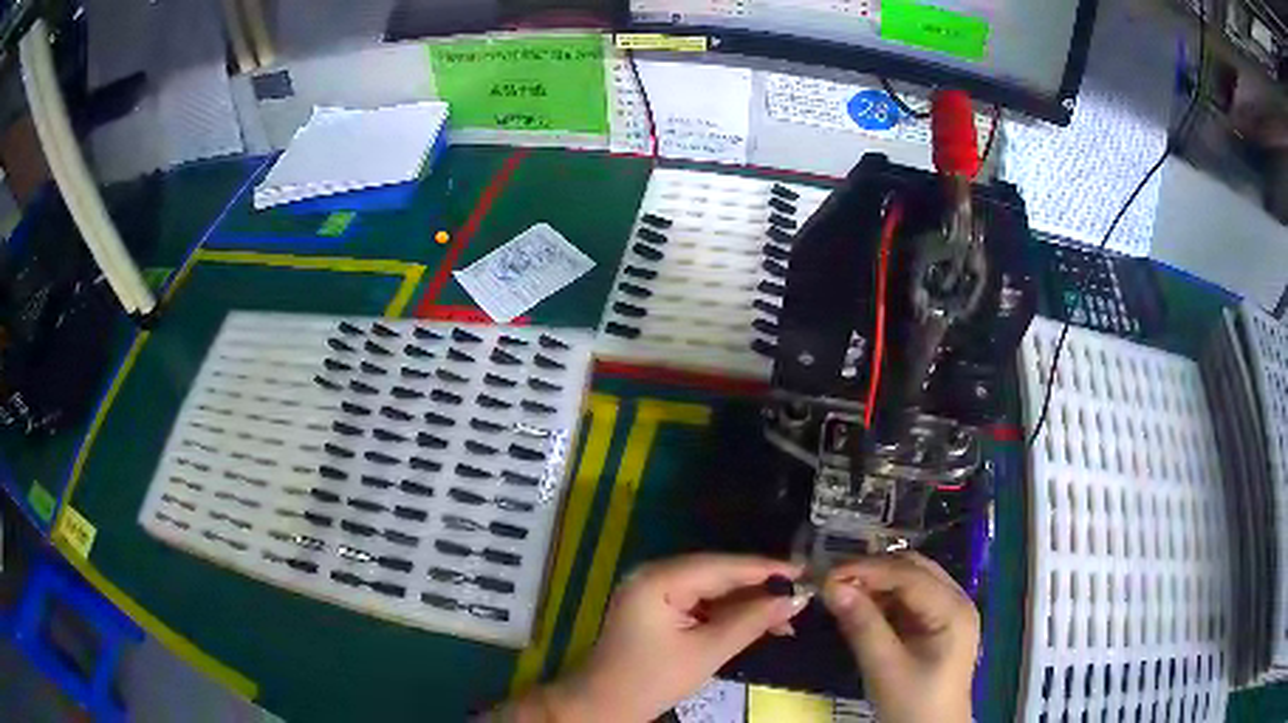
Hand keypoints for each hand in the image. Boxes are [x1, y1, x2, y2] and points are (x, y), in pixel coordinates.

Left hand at [545, 554, 808, 721]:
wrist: (606, 705)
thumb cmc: (652, 680)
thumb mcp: (707, 652)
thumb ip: (752, 621)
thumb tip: (796, 598)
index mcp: (658, 579)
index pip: (722, 566)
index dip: (766, 568)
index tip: (806, 570)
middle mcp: (654, 574)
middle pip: (718, 574)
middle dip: (759, 586)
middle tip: (801, 592)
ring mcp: (654, 590)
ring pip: (712, 588)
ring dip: (747, 602)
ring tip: (786, 613)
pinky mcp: (658, 607)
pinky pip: (701, 601)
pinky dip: (728, 612)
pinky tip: (757, 622)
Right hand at [822, 552, 978, 722]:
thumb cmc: (913, 704)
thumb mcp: (885, 668)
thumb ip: (861, 625)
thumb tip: (831, 586)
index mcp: (953, 610)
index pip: (909, 575)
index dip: (868, 570)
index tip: (827, 574)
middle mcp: (956, 601)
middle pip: (914, 570)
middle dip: (873, 571)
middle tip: (832, 580)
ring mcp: (948, 612)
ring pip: (911, 581)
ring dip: (877, 583)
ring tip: (841, 591)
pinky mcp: (937, 625)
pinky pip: (909, 600)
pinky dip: (883, 599)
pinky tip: (860, 606)